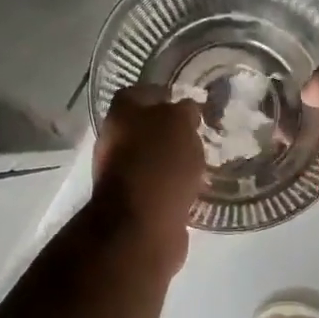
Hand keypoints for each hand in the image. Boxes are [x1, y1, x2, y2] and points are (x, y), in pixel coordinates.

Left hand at [91, 86, 204, 267]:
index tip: (190, 103)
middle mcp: (115, 141)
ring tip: (203, 162)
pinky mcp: (136, 204)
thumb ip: (184, 111)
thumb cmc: (159, 164)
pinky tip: (196, 188)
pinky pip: (159, 186)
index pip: (141, 92)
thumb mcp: (179, 124)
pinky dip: (175, 186)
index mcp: (121, 114)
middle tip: (201, 134)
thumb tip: (186, 110)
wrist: (142, 225)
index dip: (166, 94)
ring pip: (153, 159)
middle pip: (146, 128)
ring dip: (174, 160)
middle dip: (171, 130)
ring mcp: (122, 175)